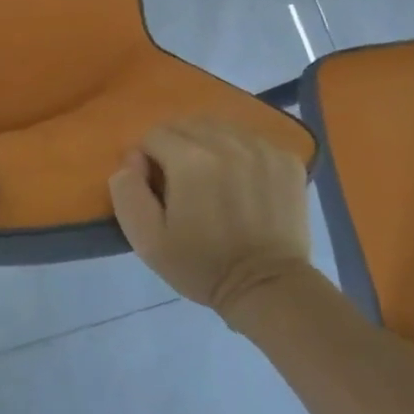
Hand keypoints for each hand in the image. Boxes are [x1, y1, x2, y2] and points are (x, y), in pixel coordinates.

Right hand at [109, 119, 310, 318]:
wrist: (268, 288)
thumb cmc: (202, 265)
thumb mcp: (146, 239)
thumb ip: (127, 190)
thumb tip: (133, 158)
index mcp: (190, 160)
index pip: (154, 135)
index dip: (149, 160)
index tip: (158, 189)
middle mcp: (226, 143)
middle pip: (186, 125)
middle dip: (176, 148)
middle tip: (183, 184)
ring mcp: (261, 148)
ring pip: (219, 128)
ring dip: (207, 146)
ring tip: (213, 181)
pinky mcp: (286, 159)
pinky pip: (250, 140)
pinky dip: (239, 153)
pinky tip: (242, 183)